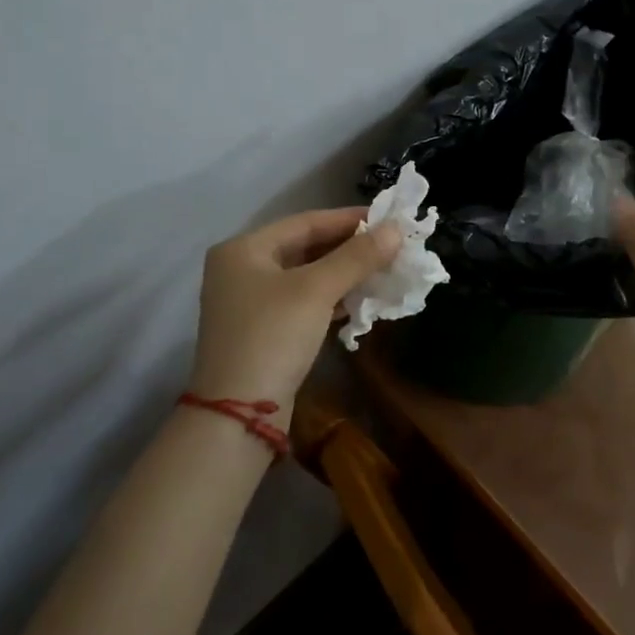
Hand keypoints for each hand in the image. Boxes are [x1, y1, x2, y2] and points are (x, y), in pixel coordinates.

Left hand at [190, 208, 401, 423]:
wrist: (238, 415)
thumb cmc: (273, 336)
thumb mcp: (317, 290)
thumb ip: (357, 256)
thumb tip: (396, 229)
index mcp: (244, 248)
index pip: (306, 222)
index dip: (349, 219)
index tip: (388, 219)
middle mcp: (242, 269)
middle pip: (306, 248)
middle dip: (350, 248)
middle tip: (391, 246)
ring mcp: (250, 303)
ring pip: (306, 276)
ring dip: (344, 274)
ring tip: (384, 271)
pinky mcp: (262, 331)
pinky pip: (303, 302)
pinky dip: (332, 298)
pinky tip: (361, 301)